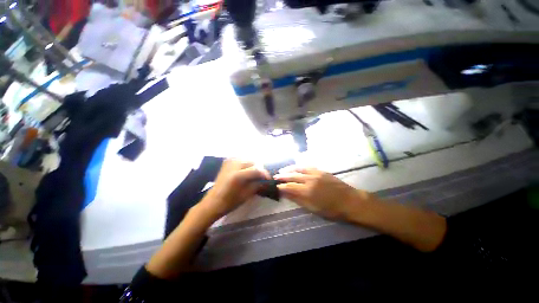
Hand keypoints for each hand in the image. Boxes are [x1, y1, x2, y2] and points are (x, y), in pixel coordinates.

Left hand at [199, 159, 269, 221]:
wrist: (212, 203)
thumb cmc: (229, 202)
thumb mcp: (246, 195)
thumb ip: (257, 185)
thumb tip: (265, 181)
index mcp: (238, 175)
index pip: (257, 170)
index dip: (265, 174)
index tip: (269, 179)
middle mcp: (234, 165)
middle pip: (252, 162)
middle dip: (259, 169)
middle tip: (261, 177)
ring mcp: (229, 163)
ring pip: (246, 159)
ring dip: (252, 165)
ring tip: (254, 174)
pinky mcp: (226, 164)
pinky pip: (239, 159)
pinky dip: (244, 163)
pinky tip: (245, 170)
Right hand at [275, 167, 371, 220]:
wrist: (350, 201)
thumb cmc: (332, 209)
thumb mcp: (313, 208)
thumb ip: (298, 200)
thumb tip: (286, 194)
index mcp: (307, 192)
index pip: (289, 187)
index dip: (281, 187)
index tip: (275, 186)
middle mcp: (309, 180)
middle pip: (292, 176)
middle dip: (282, 176)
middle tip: (275, 177)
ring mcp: (315, 173)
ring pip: (298, 169)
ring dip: (289, 169)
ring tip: (282, 171)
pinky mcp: (320, 170)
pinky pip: (307, 166)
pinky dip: (298, 167)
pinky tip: (295, 167)